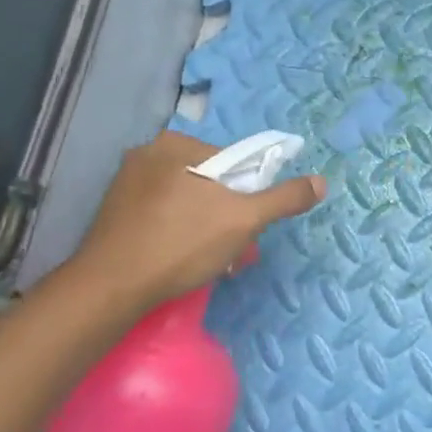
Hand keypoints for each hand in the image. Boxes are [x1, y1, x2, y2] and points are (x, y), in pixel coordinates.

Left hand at [69, 131, 325, 309]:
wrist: (111, 288)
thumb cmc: (181, 244)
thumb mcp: (244, 220)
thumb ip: (283, 198)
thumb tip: (321, 182)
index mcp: (176, 144)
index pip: (232, 162)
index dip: (249, 194)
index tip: (249, 226)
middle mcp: (148, 154)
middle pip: (210, 182)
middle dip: (227, 215)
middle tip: (232, 250)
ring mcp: (126, 184)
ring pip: (187, 200)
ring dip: (206, 226)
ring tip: (210, 261)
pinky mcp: (115, 212)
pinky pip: (162, 214)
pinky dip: (178, 232)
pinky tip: (180, 260)